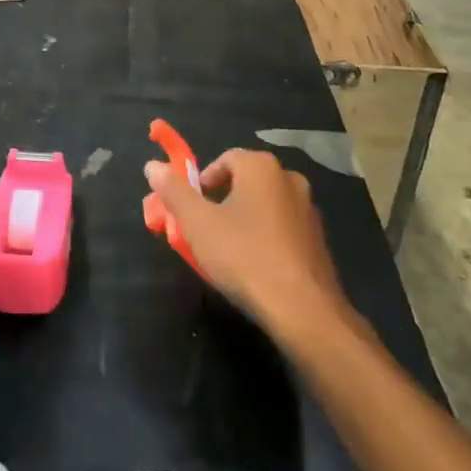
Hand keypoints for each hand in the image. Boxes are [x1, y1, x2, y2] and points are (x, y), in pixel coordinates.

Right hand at [145, 148, 345, 329]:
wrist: (304, 310)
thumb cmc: (244, 257)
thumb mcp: (198, 224)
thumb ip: (174, 191)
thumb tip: (152, 166)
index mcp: (261, 167)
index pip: (224, 159)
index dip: (203, 182)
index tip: (191, 210)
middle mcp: (289, 179)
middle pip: (245, 181)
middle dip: (221, 201)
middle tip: (205, 230)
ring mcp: (309, 210)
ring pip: (264, 205)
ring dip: (244, 220)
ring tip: (228, 251)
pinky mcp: (319, 239)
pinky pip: (282, 228)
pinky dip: (265, 238)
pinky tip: (255, 266)